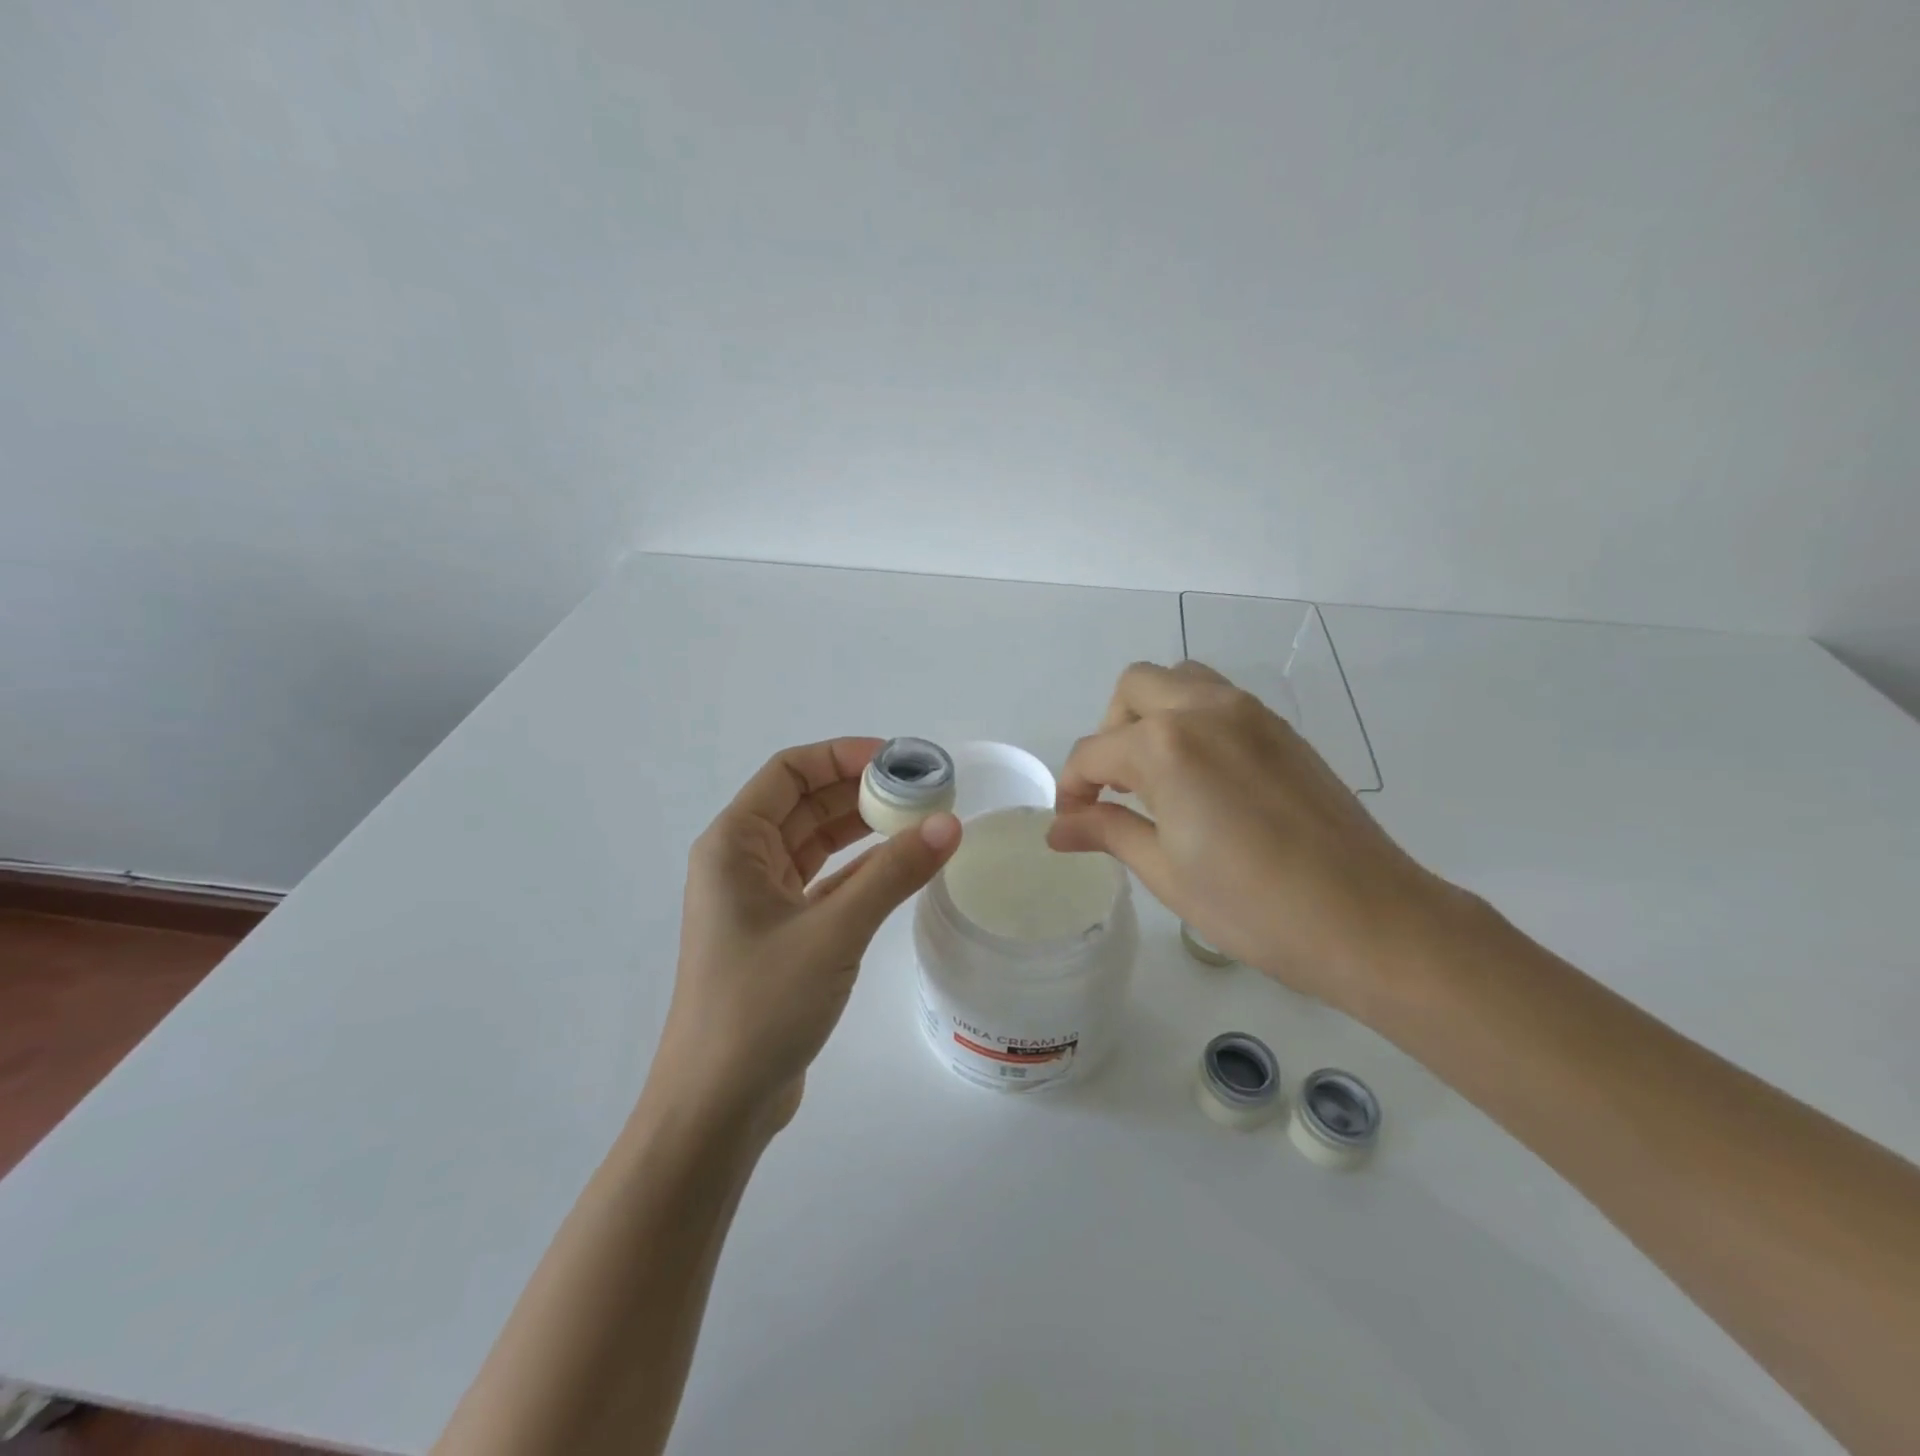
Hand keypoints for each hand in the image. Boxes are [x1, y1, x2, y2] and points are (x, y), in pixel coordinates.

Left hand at [656, 738, 961, 1132]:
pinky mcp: (782, 933)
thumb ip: (892, 874)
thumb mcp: (833, 932)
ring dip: (864, 829)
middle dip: (861, 791)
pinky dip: (862, 870)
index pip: (788, 772)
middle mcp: (742, 862)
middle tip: (924, 791)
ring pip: (817, 844)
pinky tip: (902, 866)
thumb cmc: (761, 1006)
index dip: (842, 755)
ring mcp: (761, 900)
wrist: (718, 1105)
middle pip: (805, 803)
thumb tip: (950, 825)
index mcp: (733, 844)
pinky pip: (826, 883)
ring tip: (922, 820)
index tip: (899, 761)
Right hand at [1049, 661, 1465, 1013]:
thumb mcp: (1166, 872)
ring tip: (1155, 773)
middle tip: (1114, 787)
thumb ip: (1108, 832)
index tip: (1071, 823)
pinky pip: (1219, 698)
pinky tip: (1202, 776)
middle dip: (1108, 732)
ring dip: (1151, 713)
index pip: (1094, 753)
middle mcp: (1204, 710)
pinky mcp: (1281, 728)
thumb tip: (1058, 828)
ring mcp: (1250, 713)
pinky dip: (1192, 718)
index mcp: (1166, 747)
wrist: (1367, 918)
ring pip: (1179, 680)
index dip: (1072, 788)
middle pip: (1133, 690)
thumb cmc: (1253, 906)